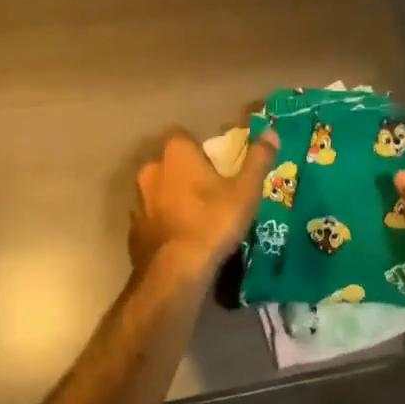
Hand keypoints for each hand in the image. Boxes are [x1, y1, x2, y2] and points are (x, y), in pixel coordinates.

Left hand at [129, 128, 280, 290]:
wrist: (176, 271)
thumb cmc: (213, 221)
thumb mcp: (245, 191)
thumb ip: (258, 159)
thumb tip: (271, 132)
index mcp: (176, 153)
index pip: (184, 137)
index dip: (200, 149)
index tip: (217, 167)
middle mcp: (151, 169)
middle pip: (170, 163)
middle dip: (186, 173)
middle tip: (211, 192)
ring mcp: (138, 200)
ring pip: (158, 190)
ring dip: (172, 198)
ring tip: (197, 218)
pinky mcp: (133, 229)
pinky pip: (151, 218)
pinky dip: (163, 223)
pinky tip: (181, 239)